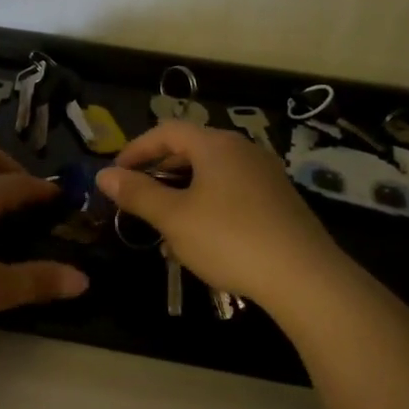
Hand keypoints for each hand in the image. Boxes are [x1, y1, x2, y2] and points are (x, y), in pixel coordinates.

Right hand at [97, 120, 342, 312]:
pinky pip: (231, 192)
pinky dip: (207, 204)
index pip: (167, 131)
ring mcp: (265, 175)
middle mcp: (243, 150)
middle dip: (158, 172)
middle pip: (190, 150)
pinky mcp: (279, 201)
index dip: (136, 149)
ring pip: (211, 174)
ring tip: (163, 223)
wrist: (304, 277)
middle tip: (136, 198)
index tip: (115, 174)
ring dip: (181, 192)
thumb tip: (104, 175)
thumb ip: (137, 193)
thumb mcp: (174, 218)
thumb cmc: (229, 239)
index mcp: (216, 145)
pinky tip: (200, 238)